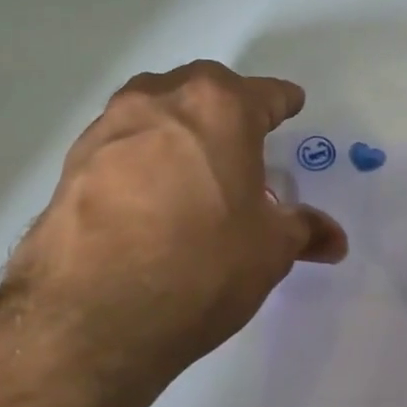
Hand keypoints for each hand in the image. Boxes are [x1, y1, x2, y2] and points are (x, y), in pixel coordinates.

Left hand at [5, 61, 346, 392]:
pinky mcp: (72, 164)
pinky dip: (140, 159)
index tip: (291, 105)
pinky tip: (146, 197)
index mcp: (219, 108)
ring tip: (191, 168)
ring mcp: (109, 129)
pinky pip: (120, 147)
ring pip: (154, 111)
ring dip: (177, 128)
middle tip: (240, 140)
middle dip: (226, 107)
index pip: (264, 94)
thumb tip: (334, 239)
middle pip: (202, 90)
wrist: (92, 316)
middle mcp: (160, 101)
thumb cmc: (202, 267)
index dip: (282, 102)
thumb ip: (302, 231)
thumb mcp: (268, 251)